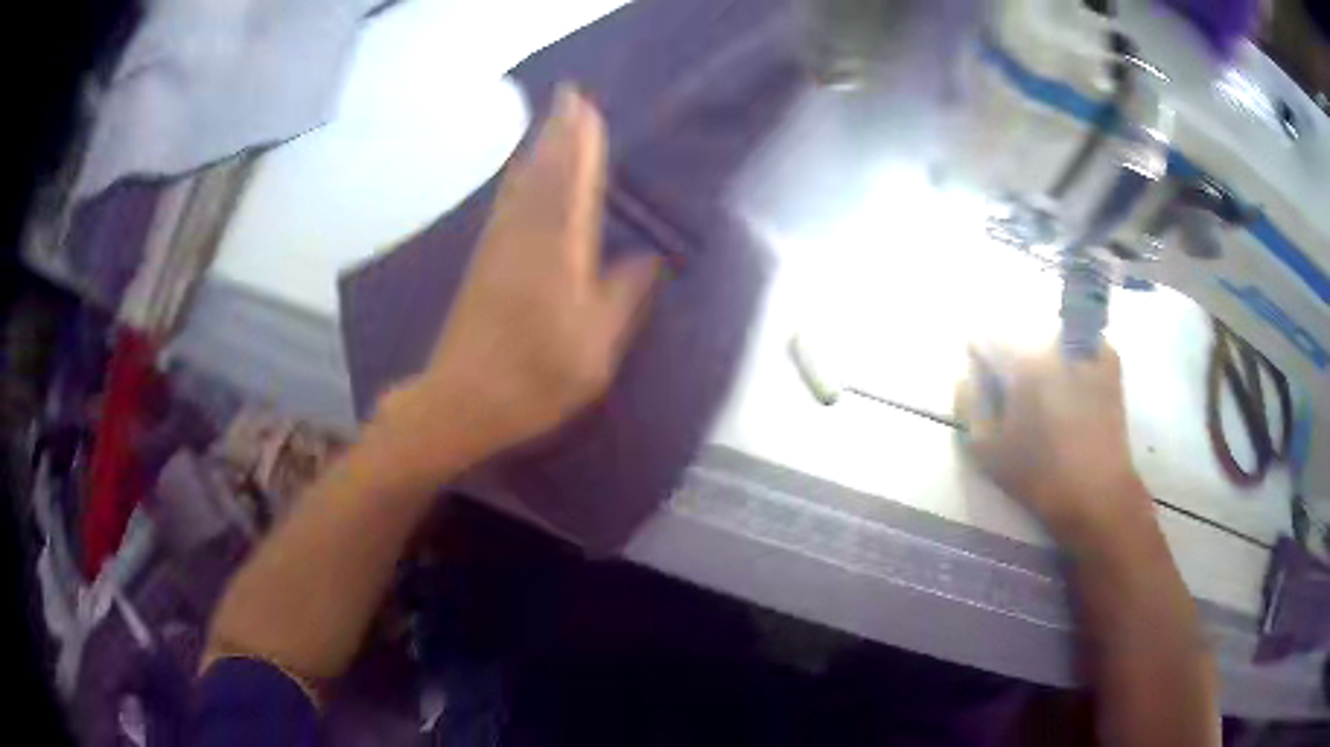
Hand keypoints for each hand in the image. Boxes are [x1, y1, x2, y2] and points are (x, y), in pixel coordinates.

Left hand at [374, 86, 660, 483]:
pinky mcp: (482, 262)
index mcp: (558, 251)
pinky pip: (505, 203)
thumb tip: (649, 258)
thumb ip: (623, 297)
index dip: (581, 142)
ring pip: (520, 183)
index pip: (574, 181)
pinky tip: (521, 175)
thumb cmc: (534, 380)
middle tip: (570, 96)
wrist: (459, 402)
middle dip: (558, 131)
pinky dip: (518, 178)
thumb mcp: (595, 348)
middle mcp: (525, 236)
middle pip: (543, 171)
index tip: (588, 106)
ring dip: (537, 147)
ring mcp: (498, 246)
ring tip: (551, 122)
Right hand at [955, 343, 1154, 546]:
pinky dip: (1072, 352)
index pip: (986, 338)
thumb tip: (966, 376)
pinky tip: (1073, 380)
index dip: (979, 356)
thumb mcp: (986, 451)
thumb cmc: (1038, 476)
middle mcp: (1053, 343)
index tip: (981, 376)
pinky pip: (1081, 340)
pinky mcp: (1107, 359)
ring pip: (1051, 334)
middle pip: (1019, 332)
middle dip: (1012, 354)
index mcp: (1021, 362)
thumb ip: (968, 406)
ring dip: (1042, 352)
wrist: (1096, 492)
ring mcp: (1085, 347)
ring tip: (1045, 388)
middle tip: (1014, 389)